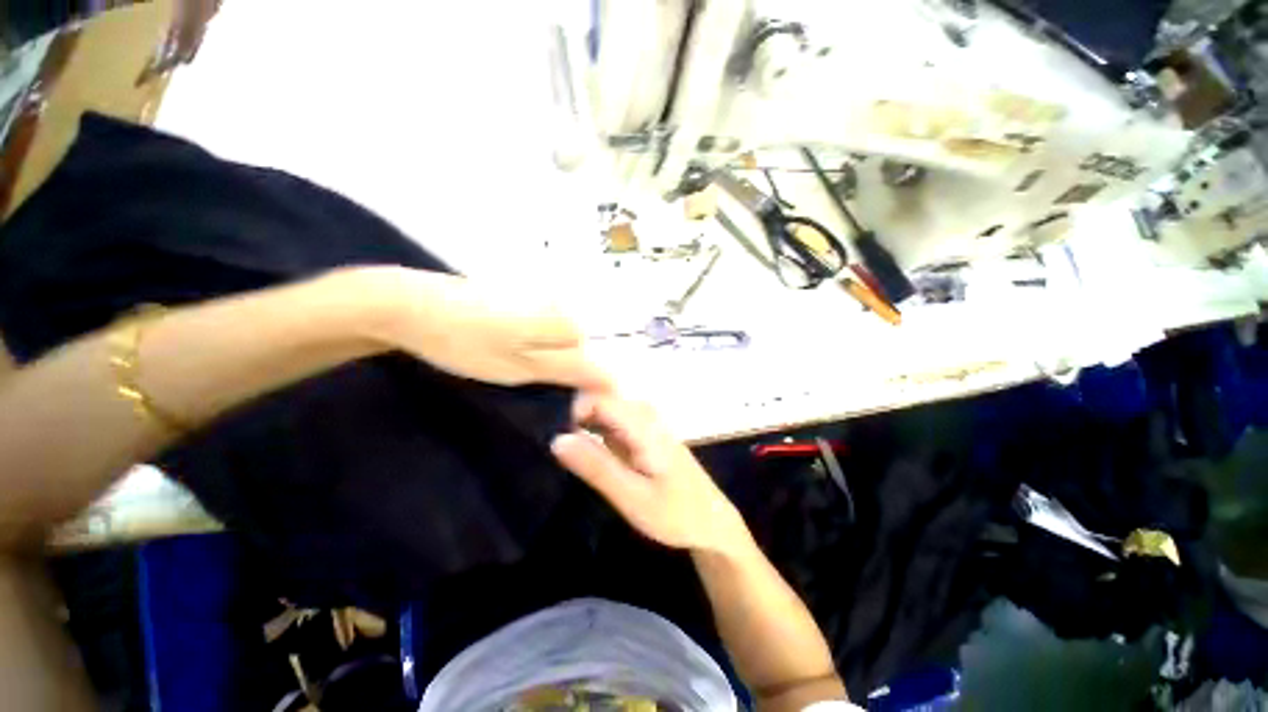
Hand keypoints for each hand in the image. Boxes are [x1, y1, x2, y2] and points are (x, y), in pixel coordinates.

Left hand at [358, 267, 612, 390]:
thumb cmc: (466, 344)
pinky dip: (523, 339)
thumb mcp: (521, 366)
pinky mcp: (517, 295)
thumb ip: (570, 370)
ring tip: (502, 358)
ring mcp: (536, 297)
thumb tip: (612, 380)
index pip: (592, 362)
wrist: (408, 305)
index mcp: (563, 322)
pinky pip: (536, 325)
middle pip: (574, 348)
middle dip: (555, 365)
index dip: (576, 383)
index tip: (553, 396)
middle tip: (520, 376)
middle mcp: (558, 304)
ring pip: (553, 337)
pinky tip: (494, 342)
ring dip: (537, 353)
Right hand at [551, 394, 750, 553]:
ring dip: (588, 424)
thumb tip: (557, 439)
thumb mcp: (632, 497)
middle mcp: (646, 416)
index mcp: (644, 426)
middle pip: (603, 398)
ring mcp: (648, 424)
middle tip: (566, 449)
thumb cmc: (676, 514)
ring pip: (609, 409)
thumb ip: (596, 467)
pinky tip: (595, 454)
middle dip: (579, 416)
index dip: (575, 410)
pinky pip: (617, 421)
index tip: (562, 438)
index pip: (601, 397)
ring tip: (576, 453)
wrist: (712, 523)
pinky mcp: (647, 434)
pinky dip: (600, 432)